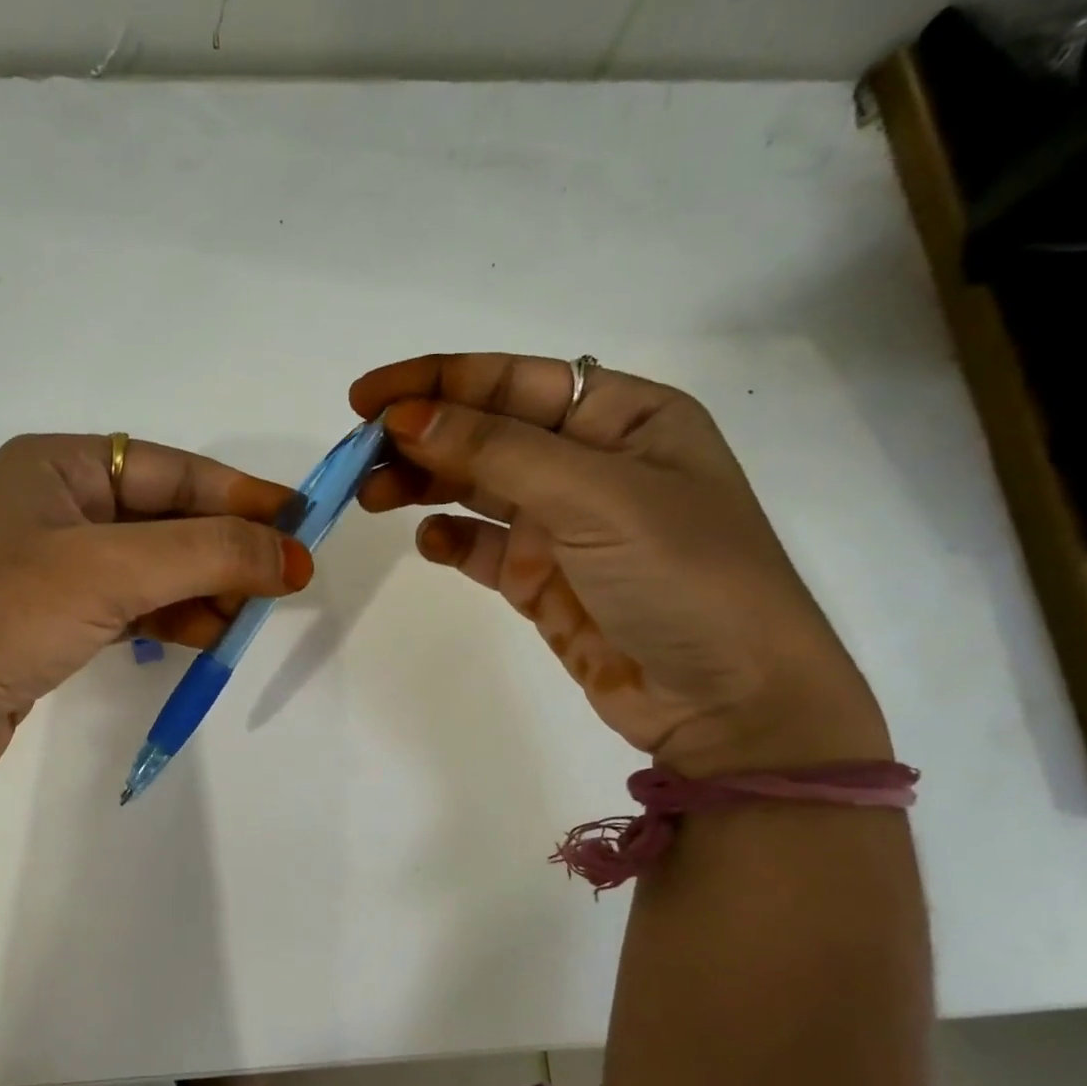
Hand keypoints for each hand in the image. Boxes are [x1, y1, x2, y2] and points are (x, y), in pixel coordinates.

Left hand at [0, 434, 312, 774]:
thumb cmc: (5, 613)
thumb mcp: (112, 569)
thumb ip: (210, 553)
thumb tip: (295, 554)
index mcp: (57, 464)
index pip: (173, 470)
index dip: (242, 497)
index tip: (302, 525)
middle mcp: (54, 503)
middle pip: (166, 518)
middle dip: (224, 551)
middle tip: (281, 583)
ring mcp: (51, 563)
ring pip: (153, 565)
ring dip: (204, 587)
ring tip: (247, 618)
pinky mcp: (52, 616)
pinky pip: (131, 603)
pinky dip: (171, 616)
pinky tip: (207, 634)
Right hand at [353, 354, 888, 775]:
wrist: (729, 704)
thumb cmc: (685, 577)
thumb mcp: (597, 497)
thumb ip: (498, 452)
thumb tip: (407, 417)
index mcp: (623, 418)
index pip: (513, 381)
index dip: (437, 381)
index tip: (367, 399)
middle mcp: (590, 463)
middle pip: (485, 432)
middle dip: (420, 437)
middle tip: (357, 456)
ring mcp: (563, 524)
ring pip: (474, 487)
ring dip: (423, 484)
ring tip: (372, 496)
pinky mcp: (540, 579)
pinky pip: (480, 547)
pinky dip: (450, 540)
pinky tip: (431, 542)